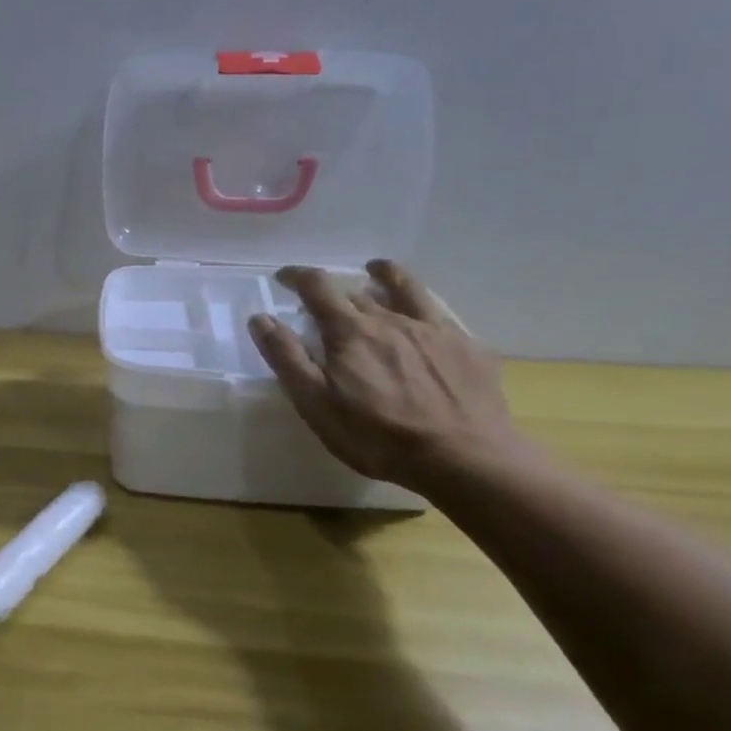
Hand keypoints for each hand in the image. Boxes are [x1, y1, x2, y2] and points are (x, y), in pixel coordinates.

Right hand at [247, 260, 529, 490]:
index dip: (297, 277)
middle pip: (357, 292)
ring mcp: (434, 331)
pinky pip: (442, 316)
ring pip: (406, 290)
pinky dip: (425, 309)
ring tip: (378, 270)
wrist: (465, 459)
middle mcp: (390, 319)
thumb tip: (261, 318)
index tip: (284, 277)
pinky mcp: (468, 348)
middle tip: (325, 304)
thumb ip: (287, 357)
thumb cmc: (378, 436)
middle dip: (335, 291)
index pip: (317, 287)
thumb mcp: (316, 403)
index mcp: (350, 331)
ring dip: (386, 276)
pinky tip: (427, 320)